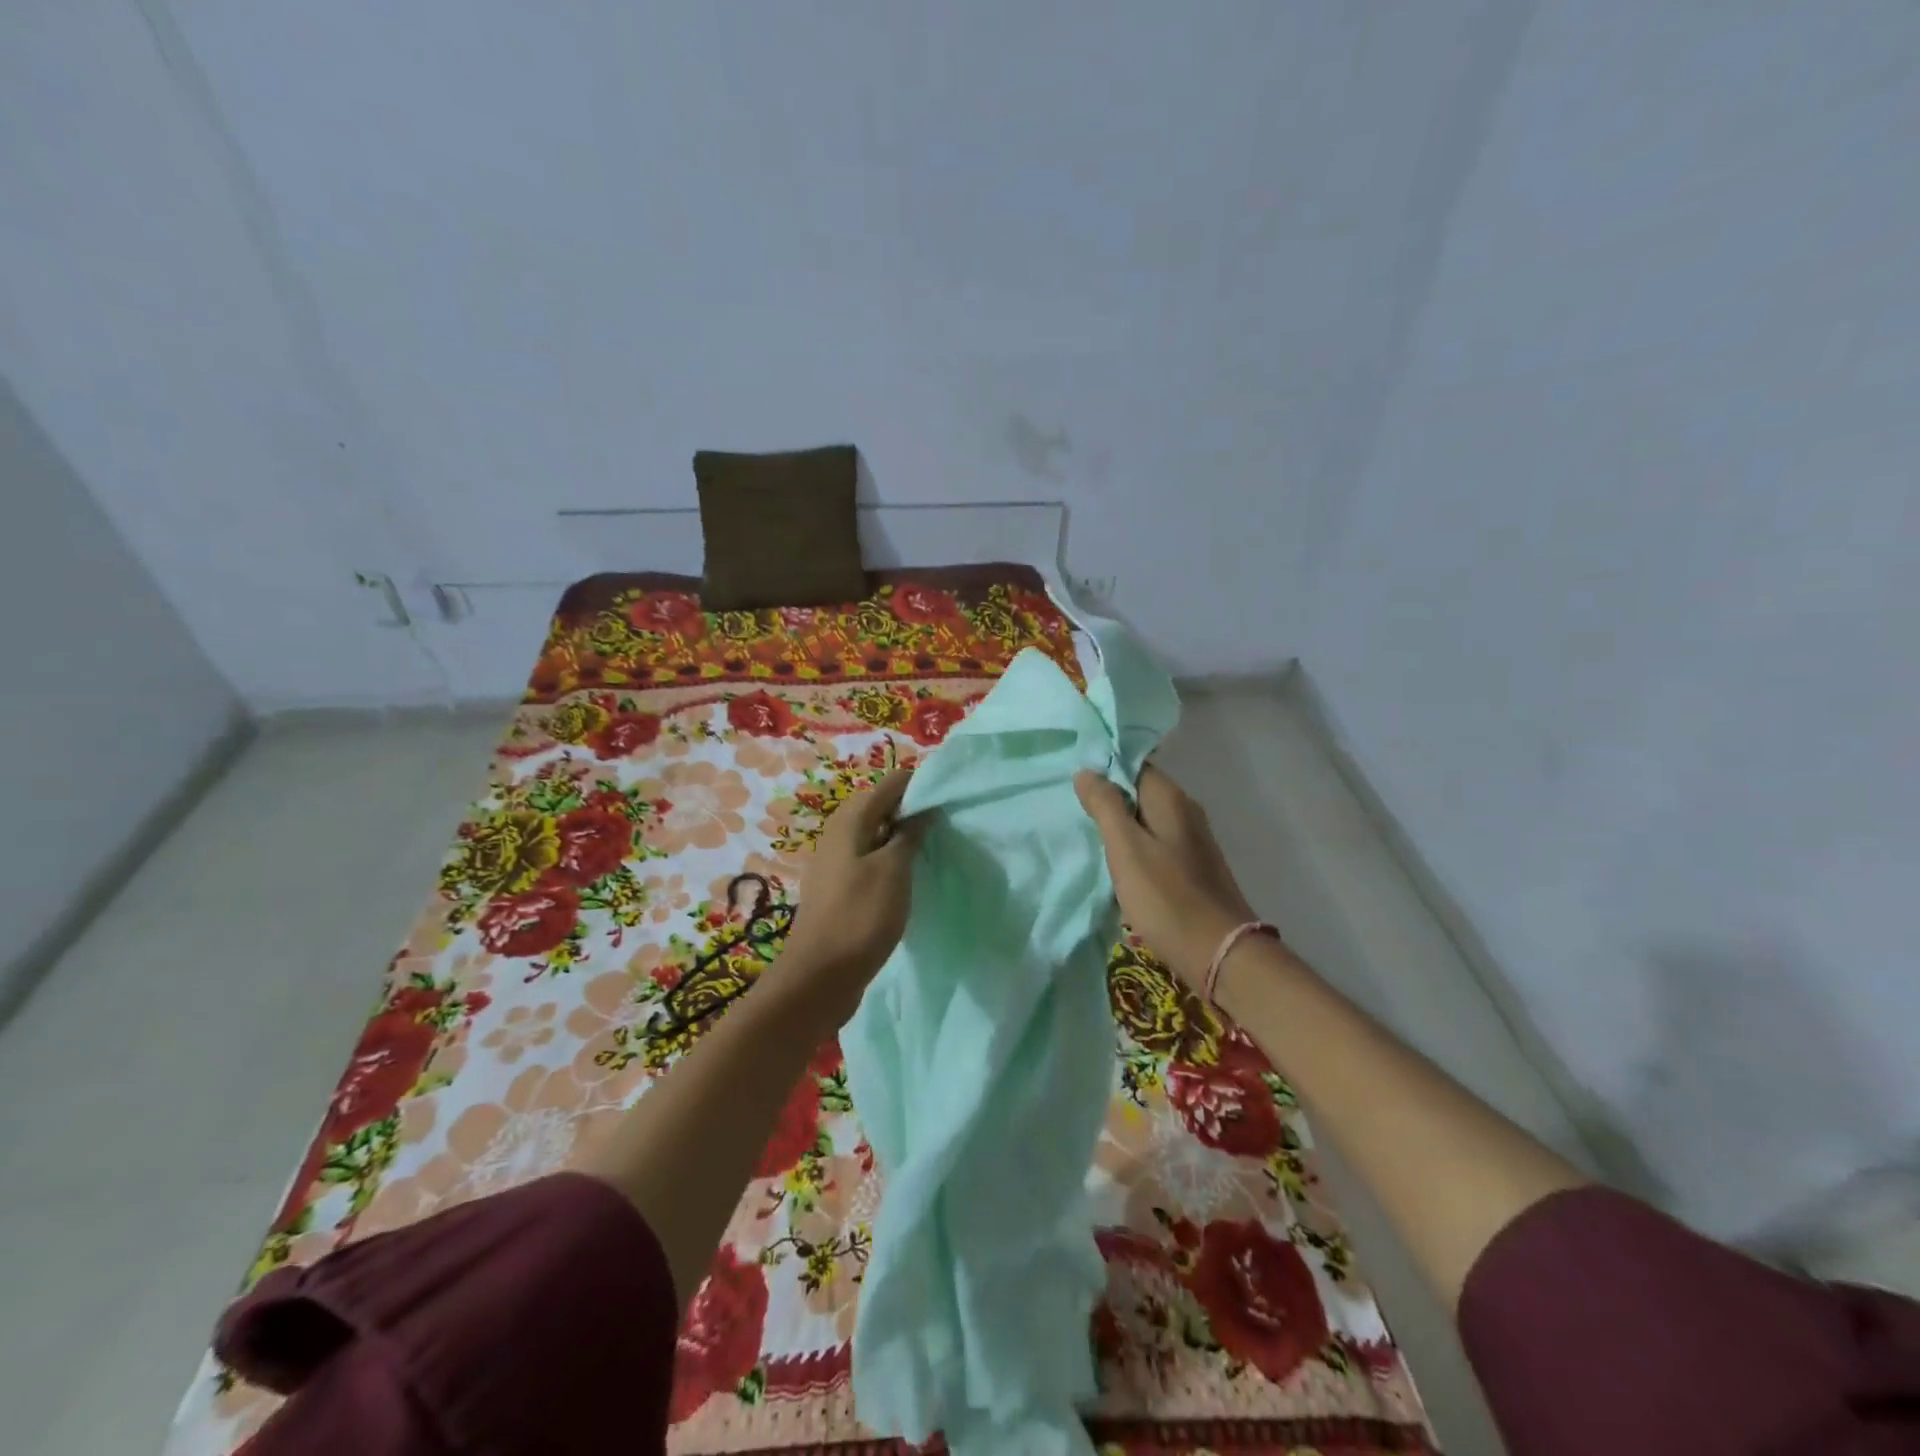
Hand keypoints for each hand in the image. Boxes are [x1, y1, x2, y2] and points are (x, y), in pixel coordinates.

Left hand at [779, 767, 926, 1024]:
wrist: (819, 978)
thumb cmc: (860, 917)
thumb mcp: (893, 871)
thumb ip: (909, 834)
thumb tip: (923, 808)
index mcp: (850, 821)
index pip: (890, 784)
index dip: (920, 785)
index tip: (951, 796)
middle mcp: (838, 834)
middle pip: (880, 807)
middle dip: (913, 811)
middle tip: (947, 824)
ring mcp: (835, 863)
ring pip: (875, 836)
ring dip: (902, 838)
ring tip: (934, 849)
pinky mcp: (838, 889)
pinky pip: (869, 861)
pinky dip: (890, 861)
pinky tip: (909, 878)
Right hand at [1074, 765, 1259, 988]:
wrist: (1219, 953)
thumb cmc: (1166, 897)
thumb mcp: (1126, 848)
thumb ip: (1105, 806)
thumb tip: (1087, 772)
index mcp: (1171, 799)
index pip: (1135, 765)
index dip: (1105, 769)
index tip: (1076, 783)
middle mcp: (1187, 811)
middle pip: (1142, 791)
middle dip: (1111, 797)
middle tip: (1076, 810)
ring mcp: (1194, 841)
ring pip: (1149, 819)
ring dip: (1122, 825)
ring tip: (1091, 836)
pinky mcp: (1194, 867)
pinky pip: (1158, 843)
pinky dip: (1137, 847)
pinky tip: (1120, 864)